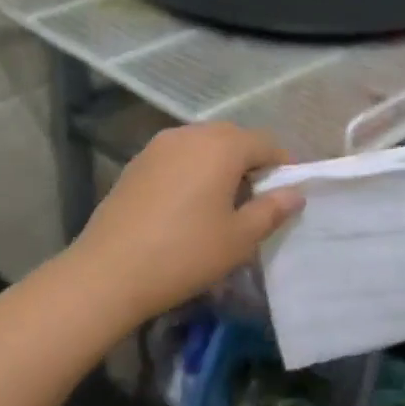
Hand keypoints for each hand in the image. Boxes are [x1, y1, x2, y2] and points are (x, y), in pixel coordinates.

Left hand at [68, 123, 303, 322]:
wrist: (110, 271)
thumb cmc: (185, 253)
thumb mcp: (239, 238)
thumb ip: (272, 210)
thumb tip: (295, 193)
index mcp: (221, 146)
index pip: (265, 143)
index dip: (282, 166)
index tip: (287, 194)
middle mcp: (189, 134)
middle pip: (232, 138)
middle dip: (250, 161)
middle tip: (257, 199)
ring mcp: (157, 146)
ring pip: (201, 145)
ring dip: (219, 164)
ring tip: (223, 202)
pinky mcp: (136, 163)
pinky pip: (177, 157)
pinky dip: (192, 170)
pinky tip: (188, 204)